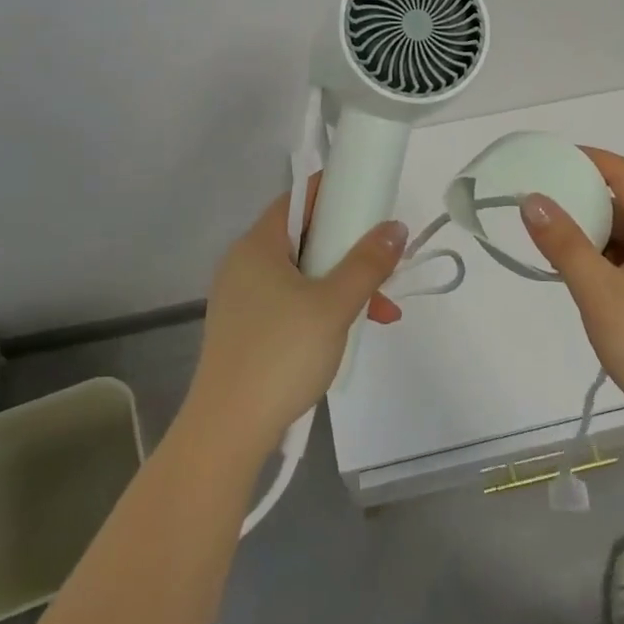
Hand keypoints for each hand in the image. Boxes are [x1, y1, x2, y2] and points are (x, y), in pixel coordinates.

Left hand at [184, 176, 406, 455]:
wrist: (228, 429)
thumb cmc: (281, 354)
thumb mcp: (334, 304)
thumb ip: (367, 263)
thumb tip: (395, 228)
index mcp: (258, 245)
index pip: (298, 199)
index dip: (334, 193)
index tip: (370, 200)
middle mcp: (244, 264)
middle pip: (305, 238)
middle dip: (350, 251)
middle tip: (384, 267)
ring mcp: (243, 299)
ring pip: (303, 275)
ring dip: (343, 285)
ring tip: (381, 313)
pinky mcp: (246, 330)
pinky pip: (291, 301)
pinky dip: (322, 307)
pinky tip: (349, 333)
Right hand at [519, 148, 623, 436]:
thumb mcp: (598, 291)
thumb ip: (563, 243)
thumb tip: (531, 199)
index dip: (588, 159)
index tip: (546, 159)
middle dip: (582, 198)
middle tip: (538, 203)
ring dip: (591, 231)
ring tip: (549, 238)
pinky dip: (602, 257)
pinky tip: (577, 272)